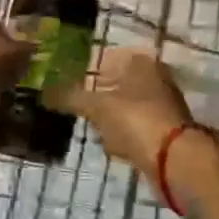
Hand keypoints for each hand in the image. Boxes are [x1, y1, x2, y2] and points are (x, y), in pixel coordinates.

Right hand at [51, 48, 194, 177]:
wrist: (175, 161)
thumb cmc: (136, 121)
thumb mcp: (98, 107)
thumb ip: (70, 97)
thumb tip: (43, 93)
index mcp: (142, 62)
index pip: (109, 57)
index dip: (87, 68)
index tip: (67, 81)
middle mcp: (156, 78)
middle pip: (118, 83)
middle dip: (98, 96)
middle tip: (75, 106)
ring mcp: (163, 106)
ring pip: (127, 108)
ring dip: (110, 119)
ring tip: (91, 128)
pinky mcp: (165, 132)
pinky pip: (136, 129)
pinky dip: (123, 136)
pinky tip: (112, 146)